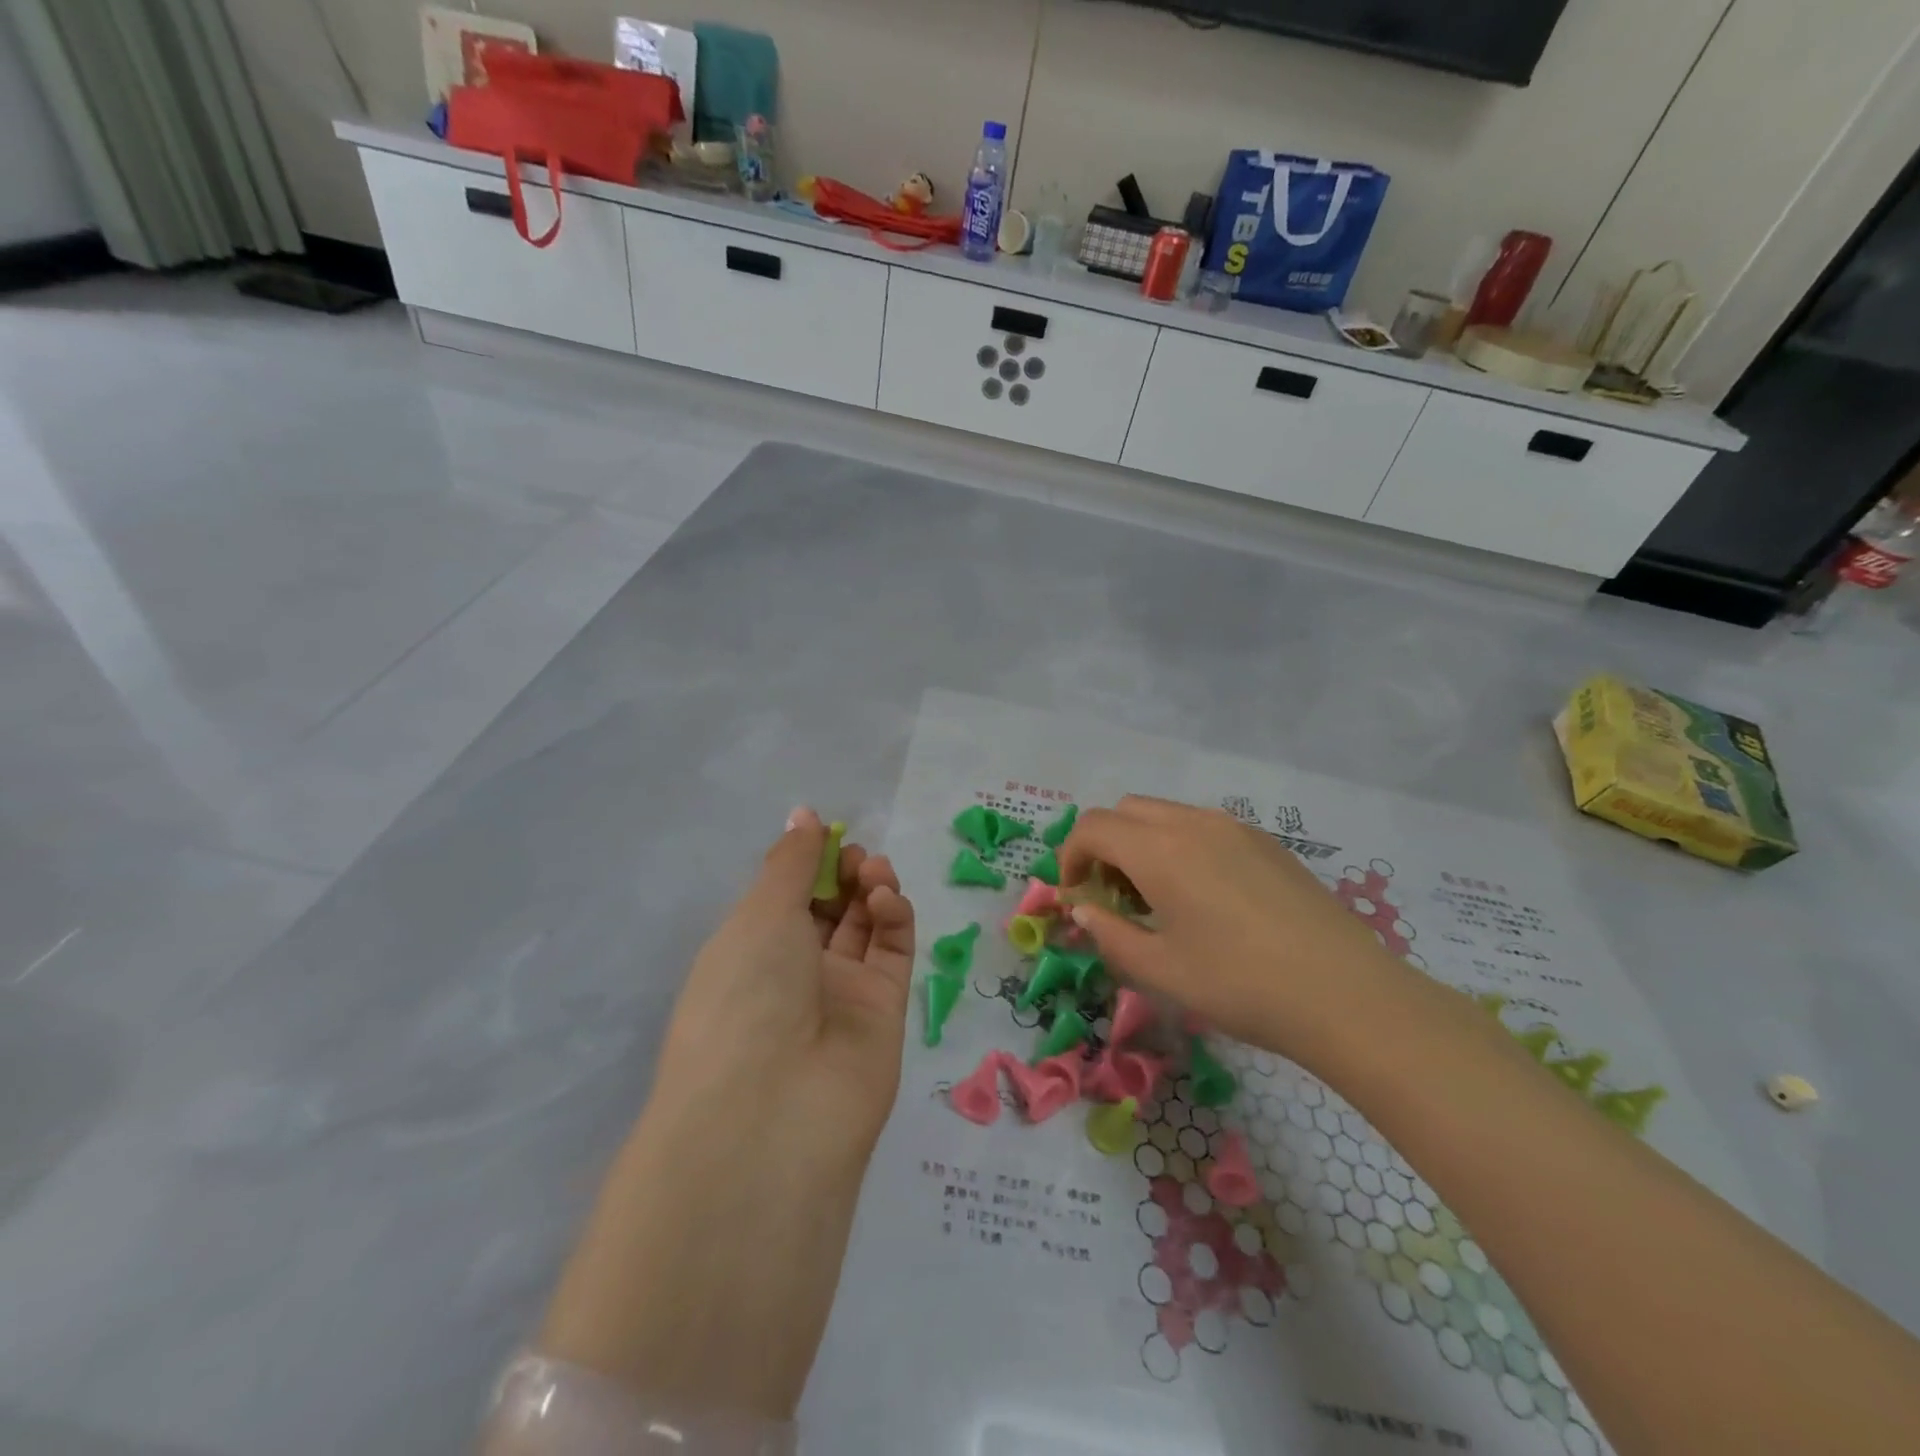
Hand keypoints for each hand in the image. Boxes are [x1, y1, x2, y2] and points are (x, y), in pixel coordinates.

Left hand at [649, 806, 914, 1152]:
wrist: (772, 1110)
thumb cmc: (745, 994)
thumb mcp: (759, 914)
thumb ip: (790, 861)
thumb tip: (803, 815)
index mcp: (749, 951)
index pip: (785, 897)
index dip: (807, 863)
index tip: (826, 834)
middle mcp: (793, 972)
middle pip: (828, 908)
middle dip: (843, 872)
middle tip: (854, 856)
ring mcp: (840, 993)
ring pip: (864, 926)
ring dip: (872, 888)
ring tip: (873, 872)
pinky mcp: (884, 1010)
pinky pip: (892, 952)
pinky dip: (894, 916)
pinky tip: (886, 898)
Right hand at [1060, 796, 1409, 1069]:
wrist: (1345, 995)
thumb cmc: (1239, 985)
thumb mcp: (1159, 970)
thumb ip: (1109, 934)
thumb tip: (1083, 911)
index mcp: (1160, 850)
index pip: (1093, 827)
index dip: (1070, 857)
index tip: (1075, 896)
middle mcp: (1193, 823)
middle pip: (1126, 810)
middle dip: (1104, 845)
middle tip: (1112, 896)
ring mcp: (1234, 828)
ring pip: (1166, 814)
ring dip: (1142, 843)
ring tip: (1157, 898)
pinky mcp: (1266, 842)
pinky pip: (1204, 826)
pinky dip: (1180, 846)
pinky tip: (1204, 897)